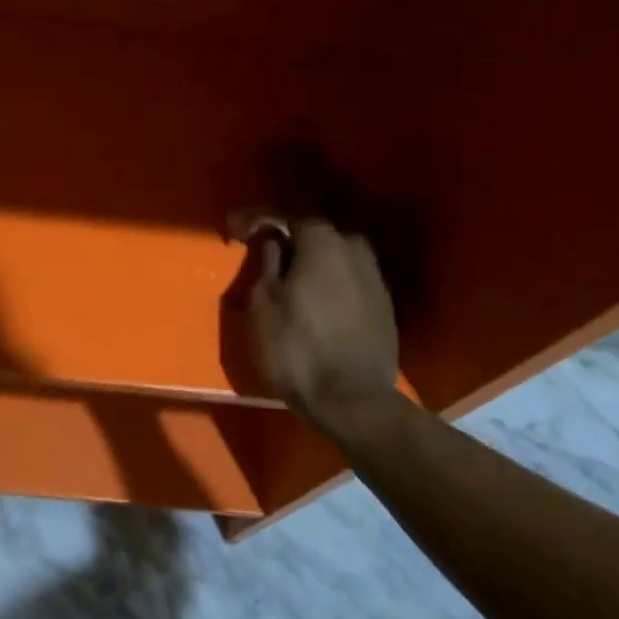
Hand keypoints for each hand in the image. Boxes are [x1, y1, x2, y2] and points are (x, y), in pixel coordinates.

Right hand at [245, 219, 403, 439]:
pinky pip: (350, 282)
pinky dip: (331, 286)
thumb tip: (271, 236)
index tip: (234, 228)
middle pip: (317, 235)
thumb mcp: (263, 302)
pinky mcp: (384, 307)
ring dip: (313, 264)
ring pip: (337, 259)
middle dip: (290, 241)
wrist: (353, 402)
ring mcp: (375, 279)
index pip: (287, 216)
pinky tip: (317, 305)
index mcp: (324, 242)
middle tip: (265, 256)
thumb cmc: (296, 348)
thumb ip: (267, 260)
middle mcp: (355, 250)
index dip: (257, 219)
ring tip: (290, 283)